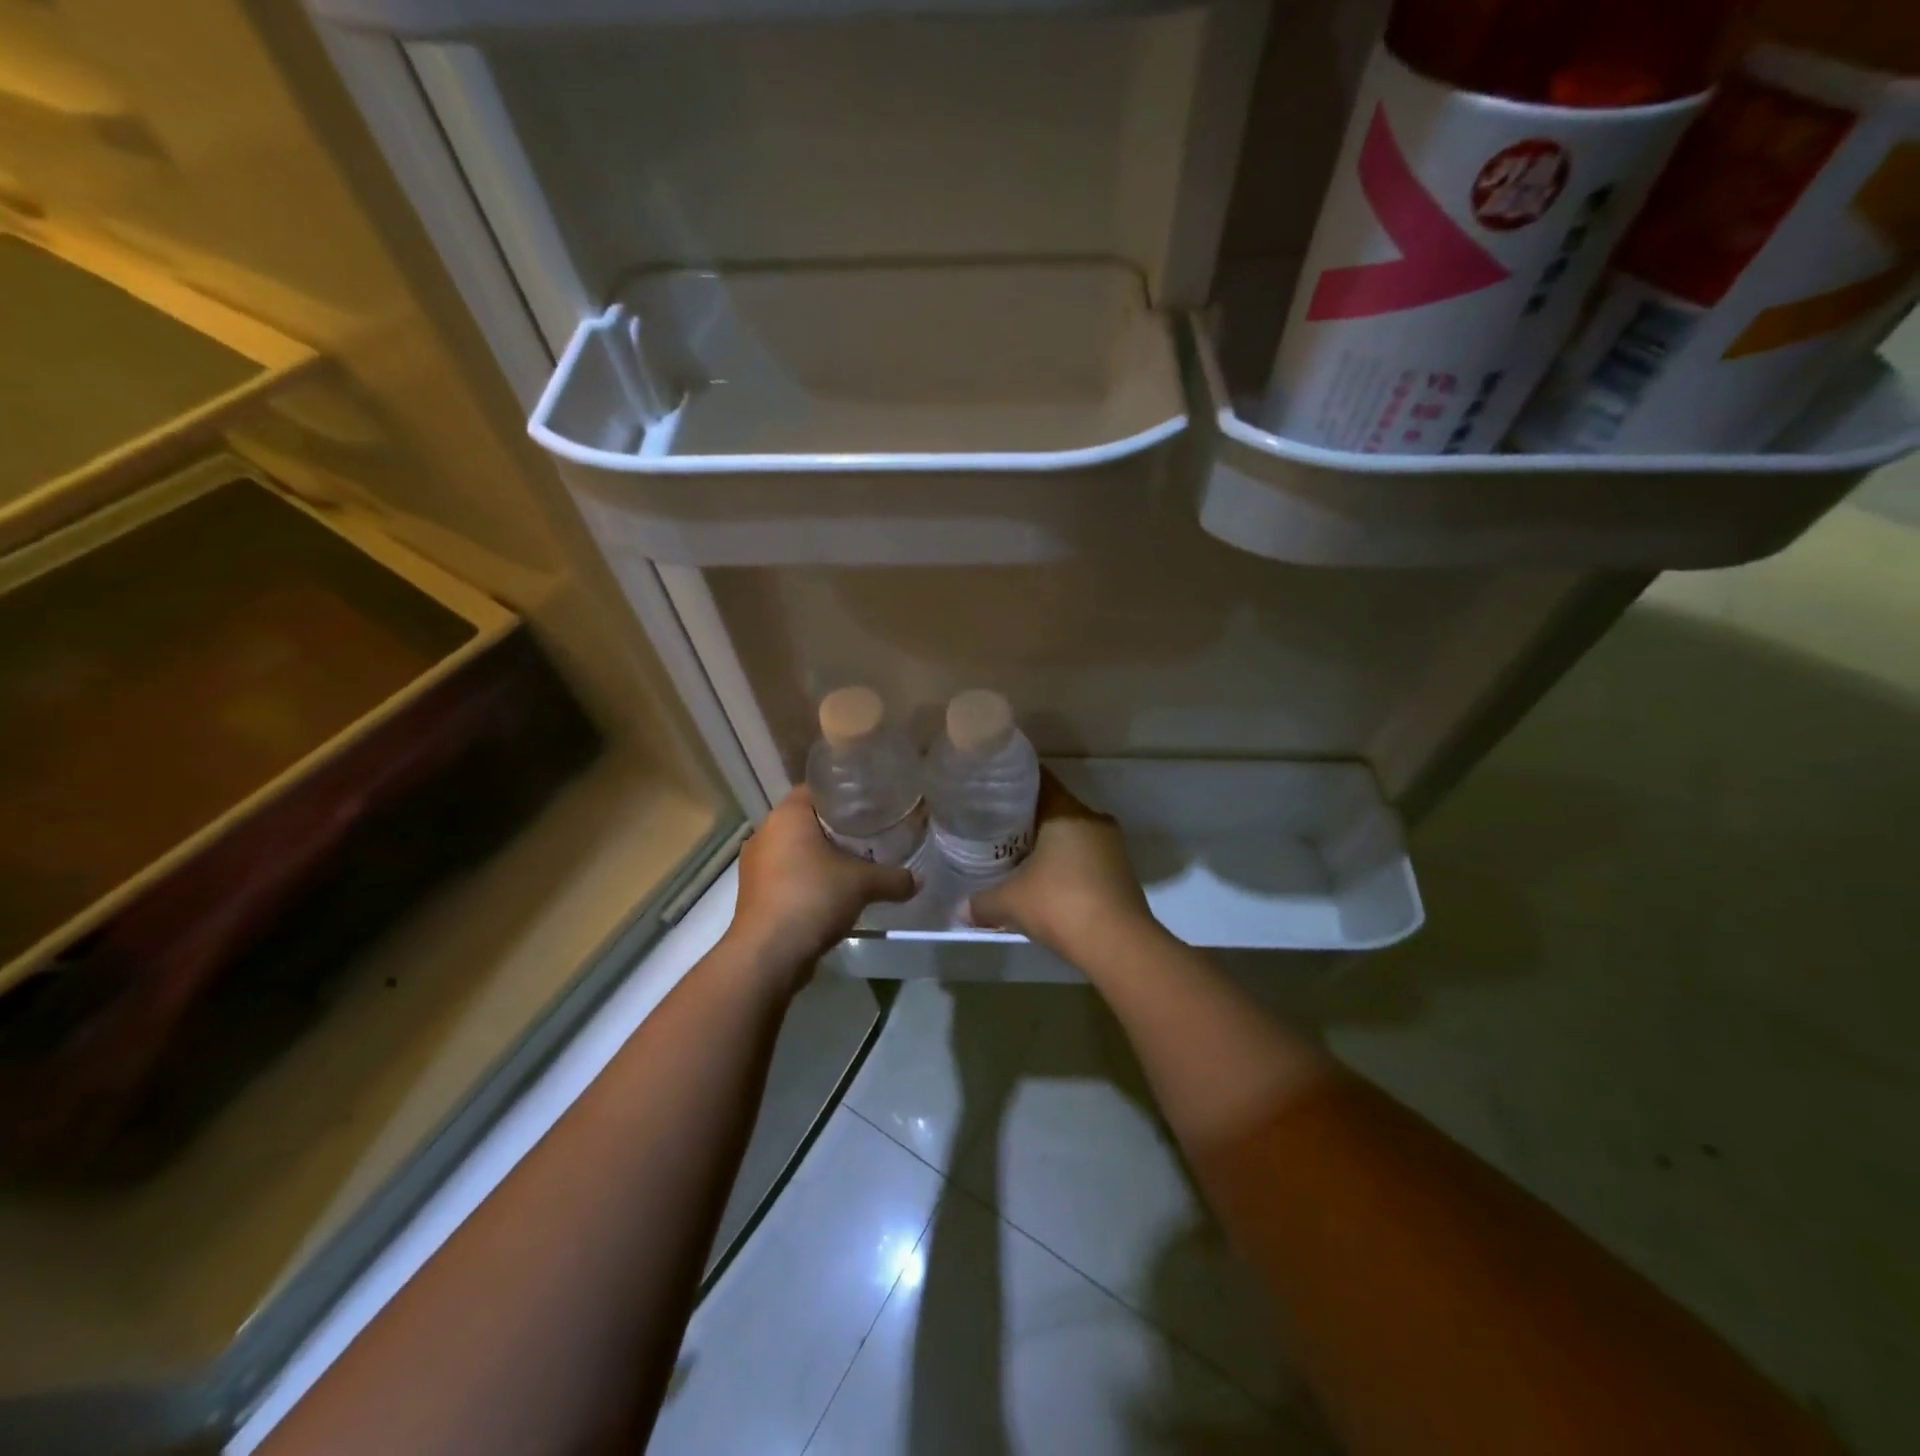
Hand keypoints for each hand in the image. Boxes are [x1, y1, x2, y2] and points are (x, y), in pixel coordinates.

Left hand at [726, 787, 915, 982]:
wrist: (768, 954)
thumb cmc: (812, 898)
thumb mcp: (862, 884)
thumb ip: (893, 878)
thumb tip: (917, 880)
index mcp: (787, 815)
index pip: (816, 789)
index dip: (844, 794)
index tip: (868, 804)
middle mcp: (765, 832)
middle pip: (806, 820)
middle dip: (836, 827)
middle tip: (869, 834)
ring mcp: (755, 864)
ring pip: (795, 850)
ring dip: (820, 857)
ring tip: (854, 864)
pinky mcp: (753, 893)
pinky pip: (786, 875)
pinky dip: (807, 879)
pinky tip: (831, 893)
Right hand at [969, 772, 1157, 960]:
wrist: (1118, 945)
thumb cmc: (1060, 905)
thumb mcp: (1010, 903)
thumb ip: (982, 901)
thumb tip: (961, 908)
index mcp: (1067, 811)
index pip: (1039, 780)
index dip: (1014, 784)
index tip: (992, 791)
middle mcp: (1093, 819)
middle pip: (1055, 808)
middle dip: (1027, 819)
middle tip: (997, 830)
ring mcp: (1112, 846)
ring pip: (1072, 835)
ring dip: (1048, 846)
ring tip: (1018, 859)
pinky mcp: (1122, 873)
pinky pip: (1086, 859)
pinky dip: (1066, 867)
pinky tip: (1046, 885)